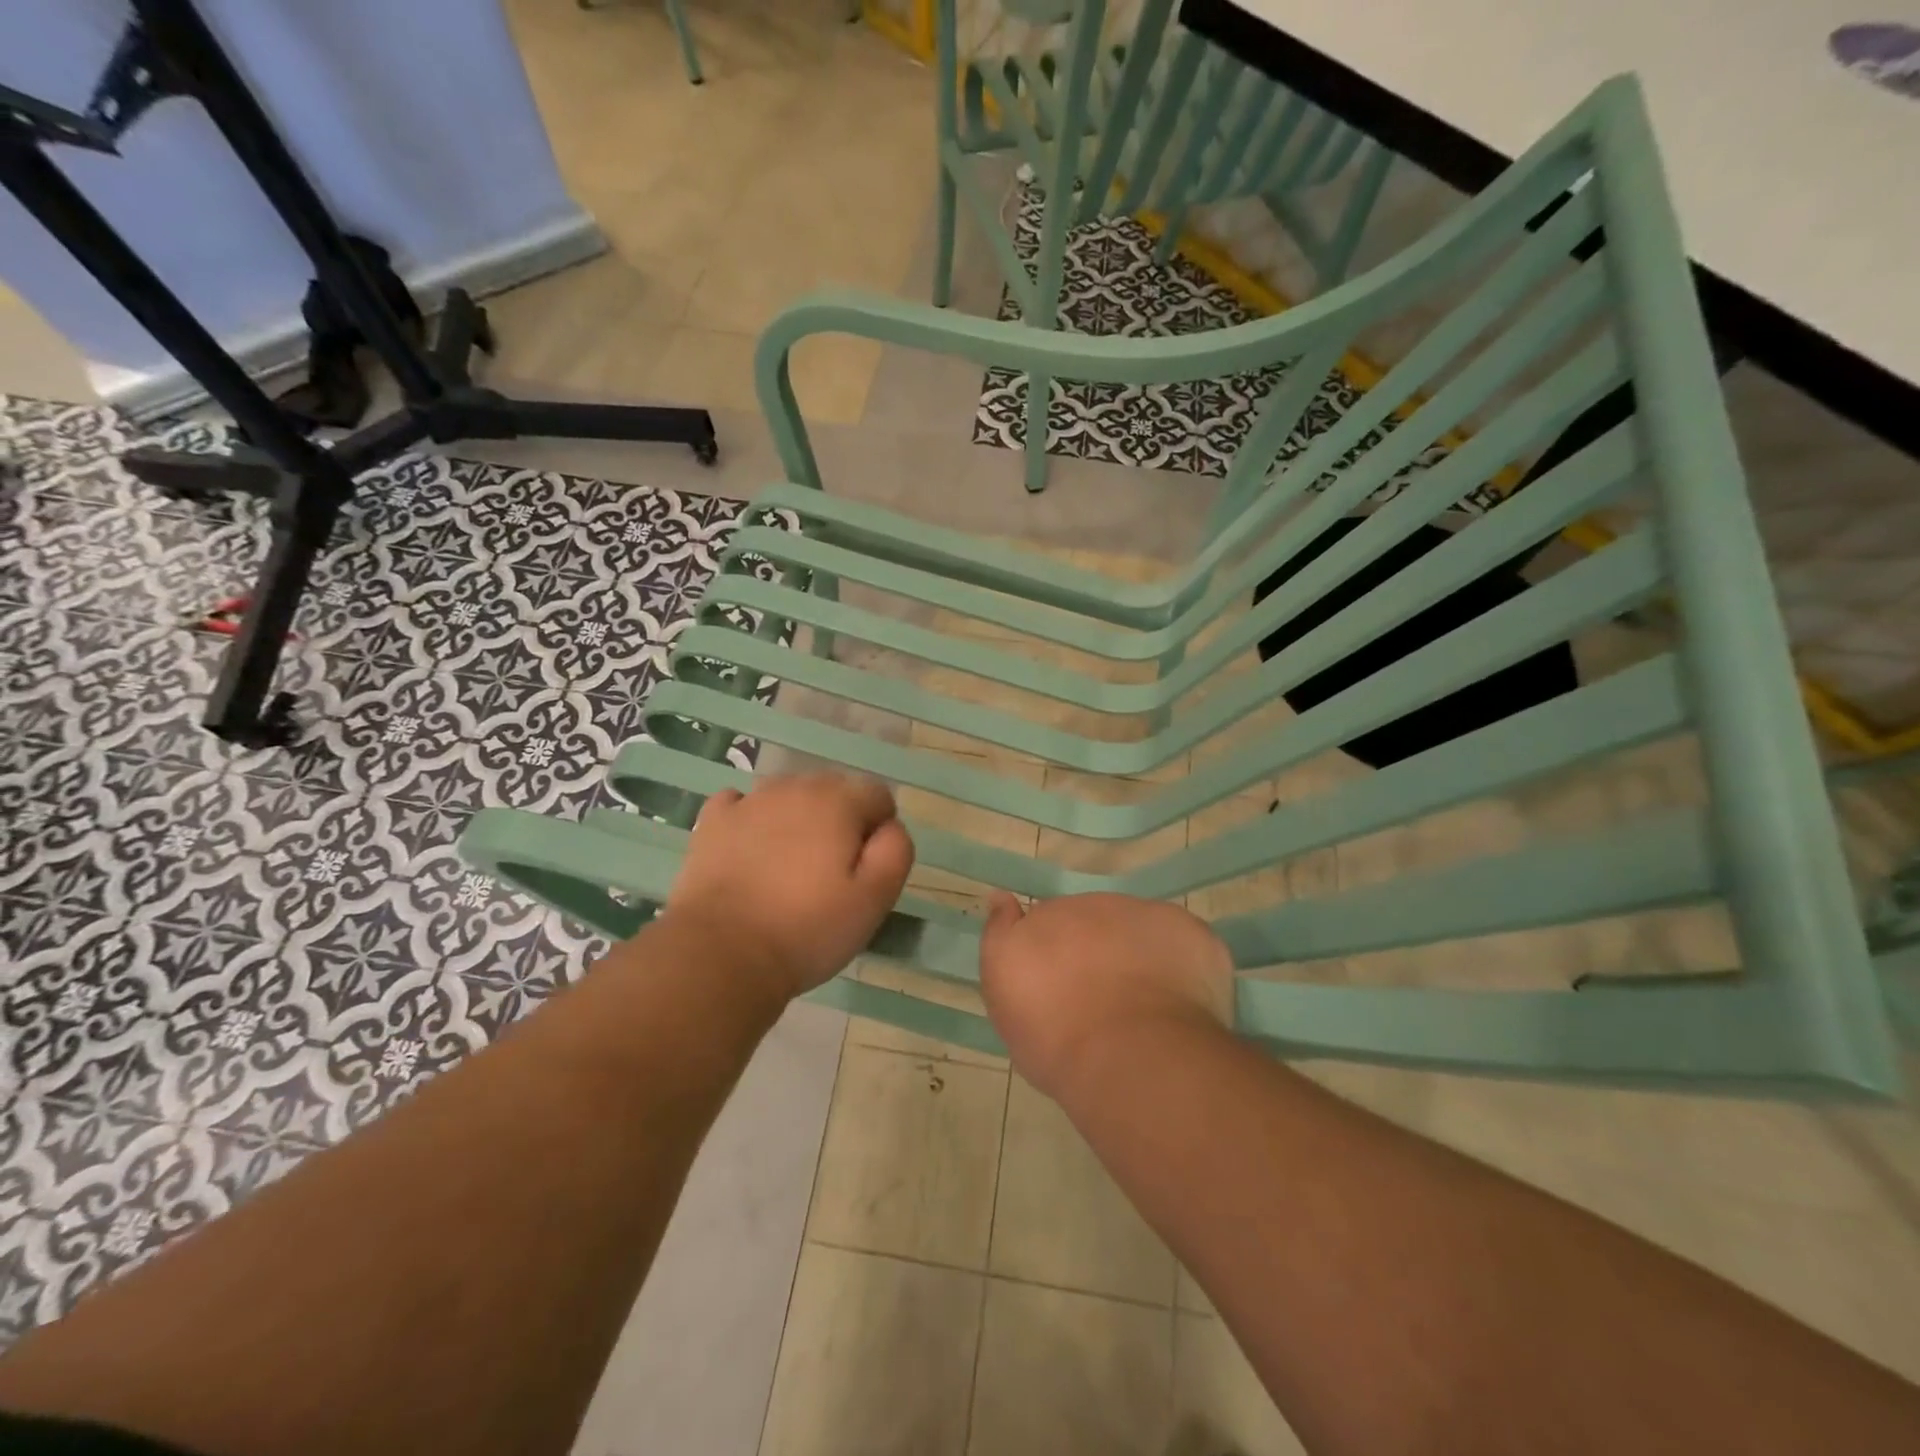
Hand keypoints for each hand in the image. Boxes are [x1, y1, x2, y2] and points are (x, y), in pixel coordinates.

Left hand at [664, 773, 914, 998]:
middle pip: (833, 790)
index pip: (877, 795)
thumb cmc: (807, 929)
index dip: (879, 831)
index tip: (865, 871)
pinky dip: (752, 821)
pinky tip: (751, 853)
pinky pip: (742, 805)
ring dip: (799, 820)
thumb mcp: (874, 899)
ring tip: (789, 870)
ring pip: (789, 796)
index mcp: (839, 801)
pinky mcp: (713, 821)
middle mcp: (795, 787)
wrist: (721, 953)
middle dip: (840, 821)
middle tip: (830, 874)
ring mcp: (749, 801)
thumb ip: (895, 851)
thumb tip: (890, 826)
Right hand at [979, 892, 1234, 1098]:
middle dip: (1098, 952)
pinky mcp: (1194, 934)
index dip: (1055, 953)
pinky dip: (1183, 966)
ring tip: (1143, 1010)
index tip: (1059, 988)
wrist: (1130, 1056)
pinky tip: (1179, 1005)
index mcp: (1049, 916)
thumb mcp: (1004, 992)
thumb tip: (1001, 896)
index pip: (1049, 922)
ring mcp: (1148, 915)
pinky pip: (1185, 945)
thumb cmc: (1055, 1035)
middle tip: (1100, 1004)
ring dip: (1139, 956)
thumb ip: (1000, 935)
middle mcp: (1097, 904)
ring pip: (1141, 931)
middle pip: (1096, 923)